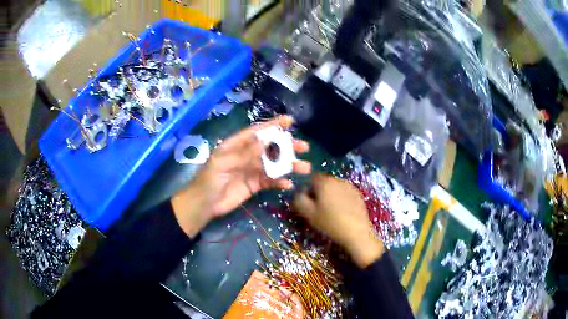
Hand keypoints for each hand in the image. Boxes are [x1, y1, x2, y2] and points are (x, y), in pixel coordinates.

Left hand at [172, 116, 311, 236]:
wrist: (203, 206)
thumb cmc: (208, 181)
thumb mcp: (223, 164)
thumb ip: (244, 154)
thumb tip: (266, 141)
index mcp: (236, 145)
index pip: (257, 132)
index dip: (273, 125)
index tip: (290, 121)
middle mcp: (246, 155)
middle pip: (270, 148)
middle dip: (287, 146)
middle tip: (304, 147)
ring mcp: (251, 171)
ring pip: (273, 165)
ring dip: (289, 166)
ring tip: (305, 168)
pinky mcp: (254, 186)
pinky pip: (270, 181)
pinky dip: (280, 182)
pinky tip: (288, 184)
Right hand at [292, 175, 384, 267]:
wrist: (356, 232)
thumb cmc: (330, 223)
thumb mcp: (308, 213)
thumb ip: (299, 200)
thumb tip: (298, 193)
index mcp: (324, 182)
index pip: (310, 180)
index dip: (307, 191)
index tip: (308, 204)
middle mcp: (337, 180)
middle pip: (323, 183)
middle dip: (319, 193)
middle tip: (318, 209)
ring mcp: (350, 186)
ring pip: (334, 188)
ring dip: (330, 196)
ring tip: (330, 212)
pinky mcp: (358, 195)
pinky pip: (344, 193)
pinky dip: (341, 199)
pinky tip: (342, 212)